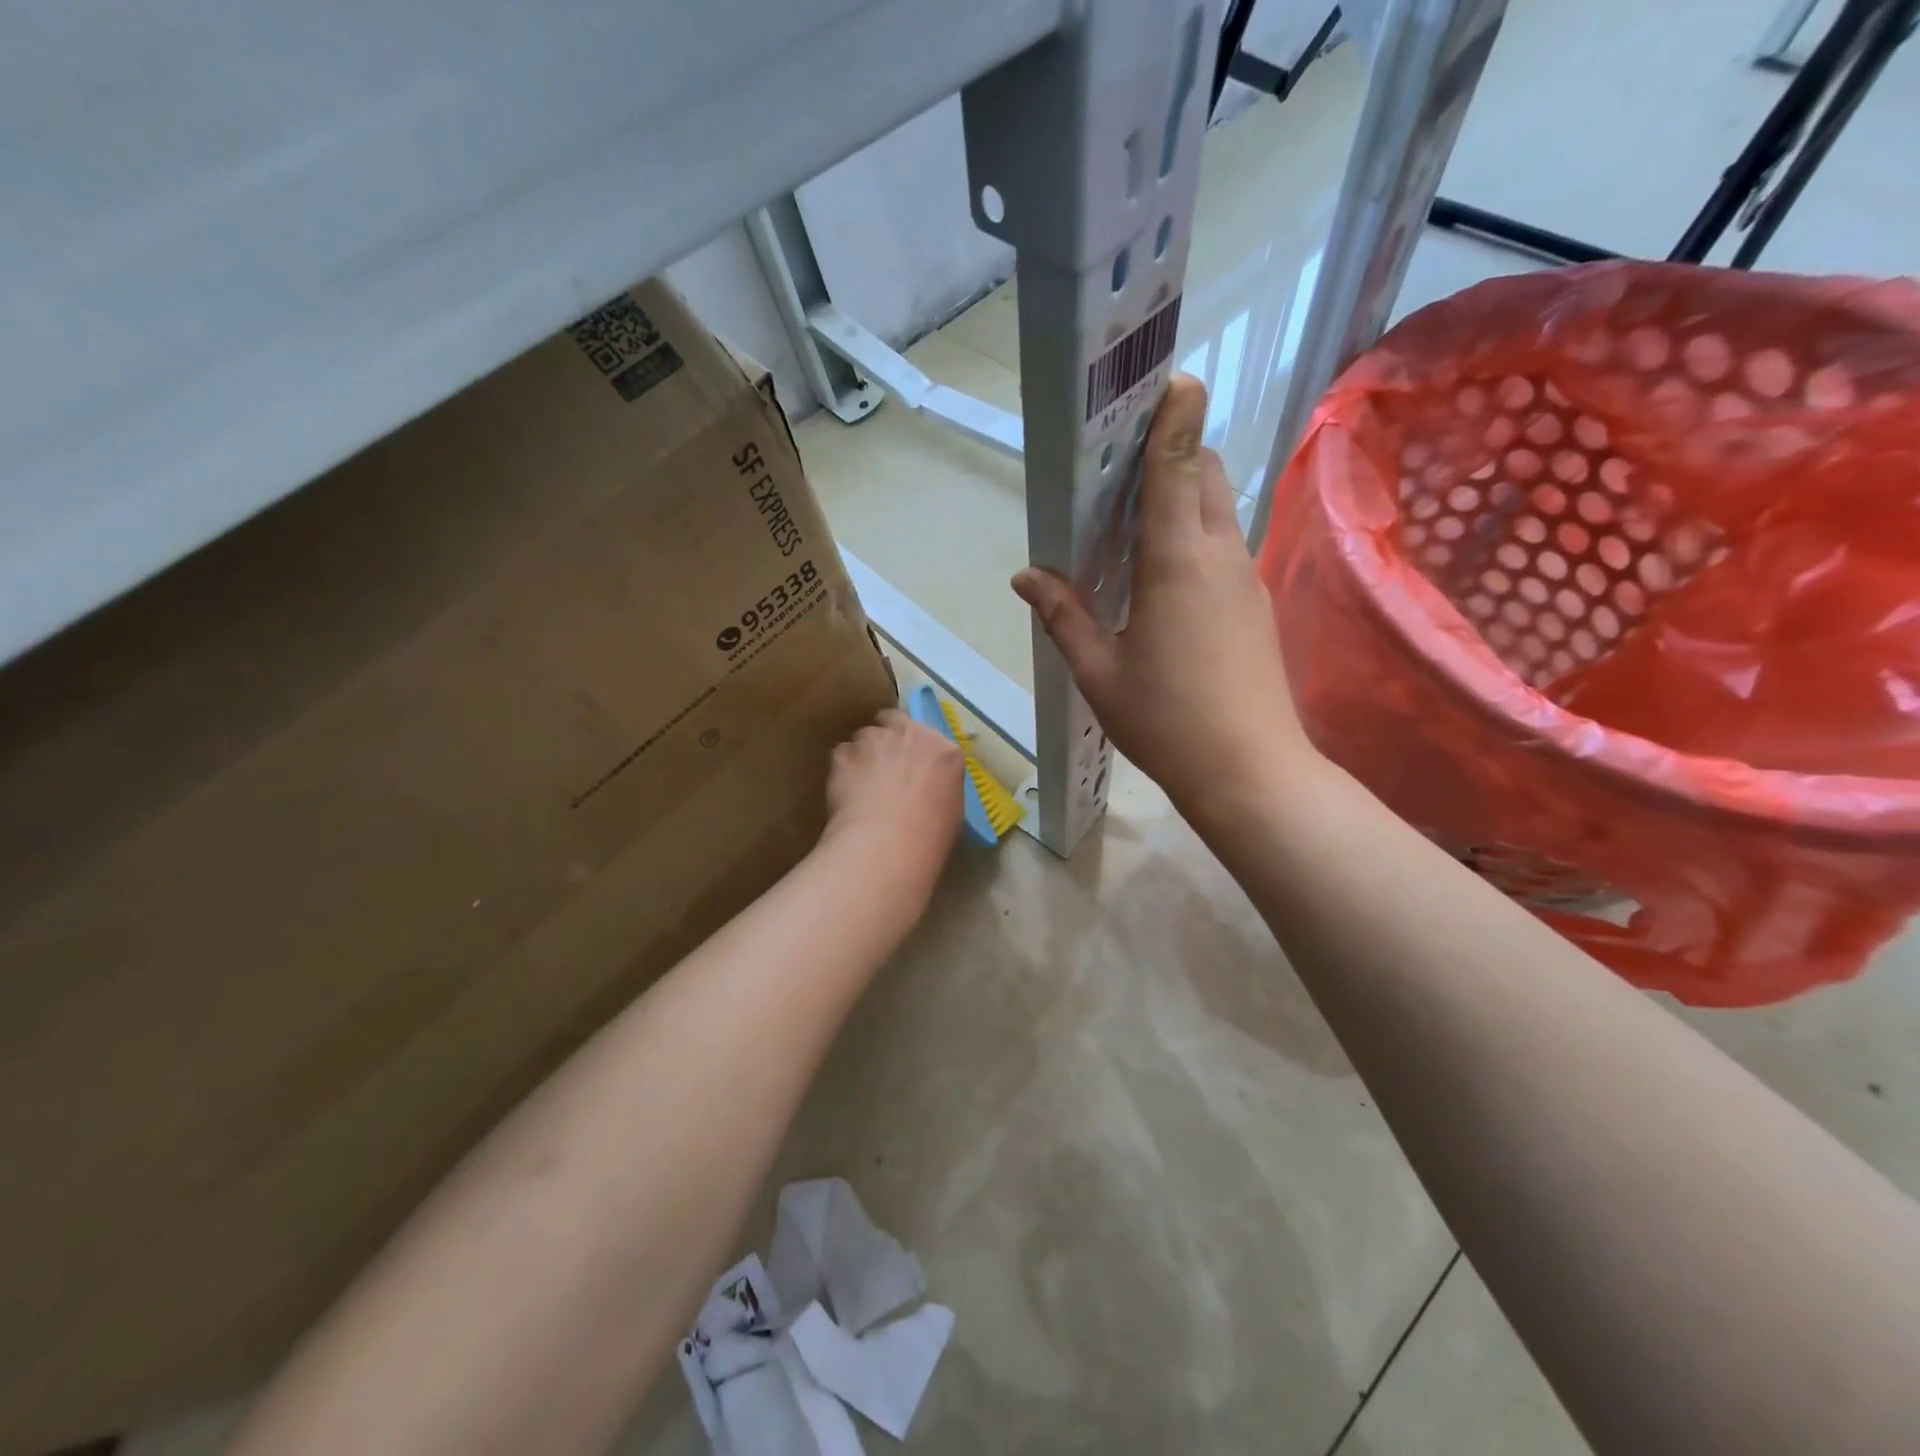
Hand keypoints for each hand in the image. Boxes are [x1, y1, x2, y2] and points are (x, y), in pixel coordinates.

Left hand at [822, 708, 964, 887]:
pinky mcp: (844, 754)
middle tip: (883, 766)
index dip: (915, 750)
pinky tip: (845, 795)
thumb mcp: (951, 809)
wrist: (888, 843)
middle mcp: (910, 734)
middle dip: (887, 737)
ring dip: (864, 754)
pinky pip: (842, 756)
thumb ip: (938, 785)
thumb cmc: (929, 836)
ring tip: (861, 785)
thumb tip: (925, 789)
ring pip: (864, 737)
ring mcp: (874, 740)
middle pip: (893, 720)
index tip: (909, 767)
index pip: (927, 736)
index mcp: (944, 750)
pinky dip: (843, 771)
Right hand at [1012, 375, 1314, 825]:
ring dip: (1185, 493)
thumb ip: (1064, 616)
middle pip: (1205, 474)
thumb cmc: (1166, 720)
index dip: (1174, 417)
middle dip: (1174, 451)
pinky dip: (1196, 533)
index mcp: (1176, 562)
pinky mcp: (1256, 604)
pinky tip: (1165, 571)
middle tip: (1124, 465)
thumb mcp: (1099, 671)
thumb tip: (1027, 576)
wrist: (1249, 772)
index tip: (1169, 379)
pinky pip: (1225, 546)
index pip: (1178, 467)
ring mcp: (1246, 579)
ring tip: (1136, 515)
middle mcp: (1219, 555)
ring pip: (1219, 509)